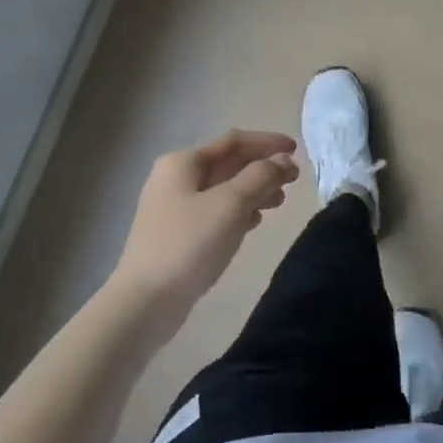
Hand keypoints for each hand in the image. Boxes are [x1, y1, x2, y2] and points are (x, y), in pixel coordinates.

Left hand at [111, 129, 298, 326]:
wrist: (145, 301)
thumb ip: (261, 176)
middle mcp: (176, 179)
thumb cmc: (189, 244)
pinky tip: (255, 222)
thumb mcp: (230, 204)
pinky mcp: (179, 234)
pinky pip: (216, 212)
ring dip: (254, 190)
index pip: (233, 141)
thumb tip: (284, 159)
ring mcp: (175, 208)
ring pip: (224, 189)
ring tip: (280, 202)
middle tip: (294, 180)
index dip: (267, 143)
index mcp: (183, 163)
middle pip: (228, 164)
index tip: (297, 151)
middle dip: (262, 168)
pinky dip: (239, 211)